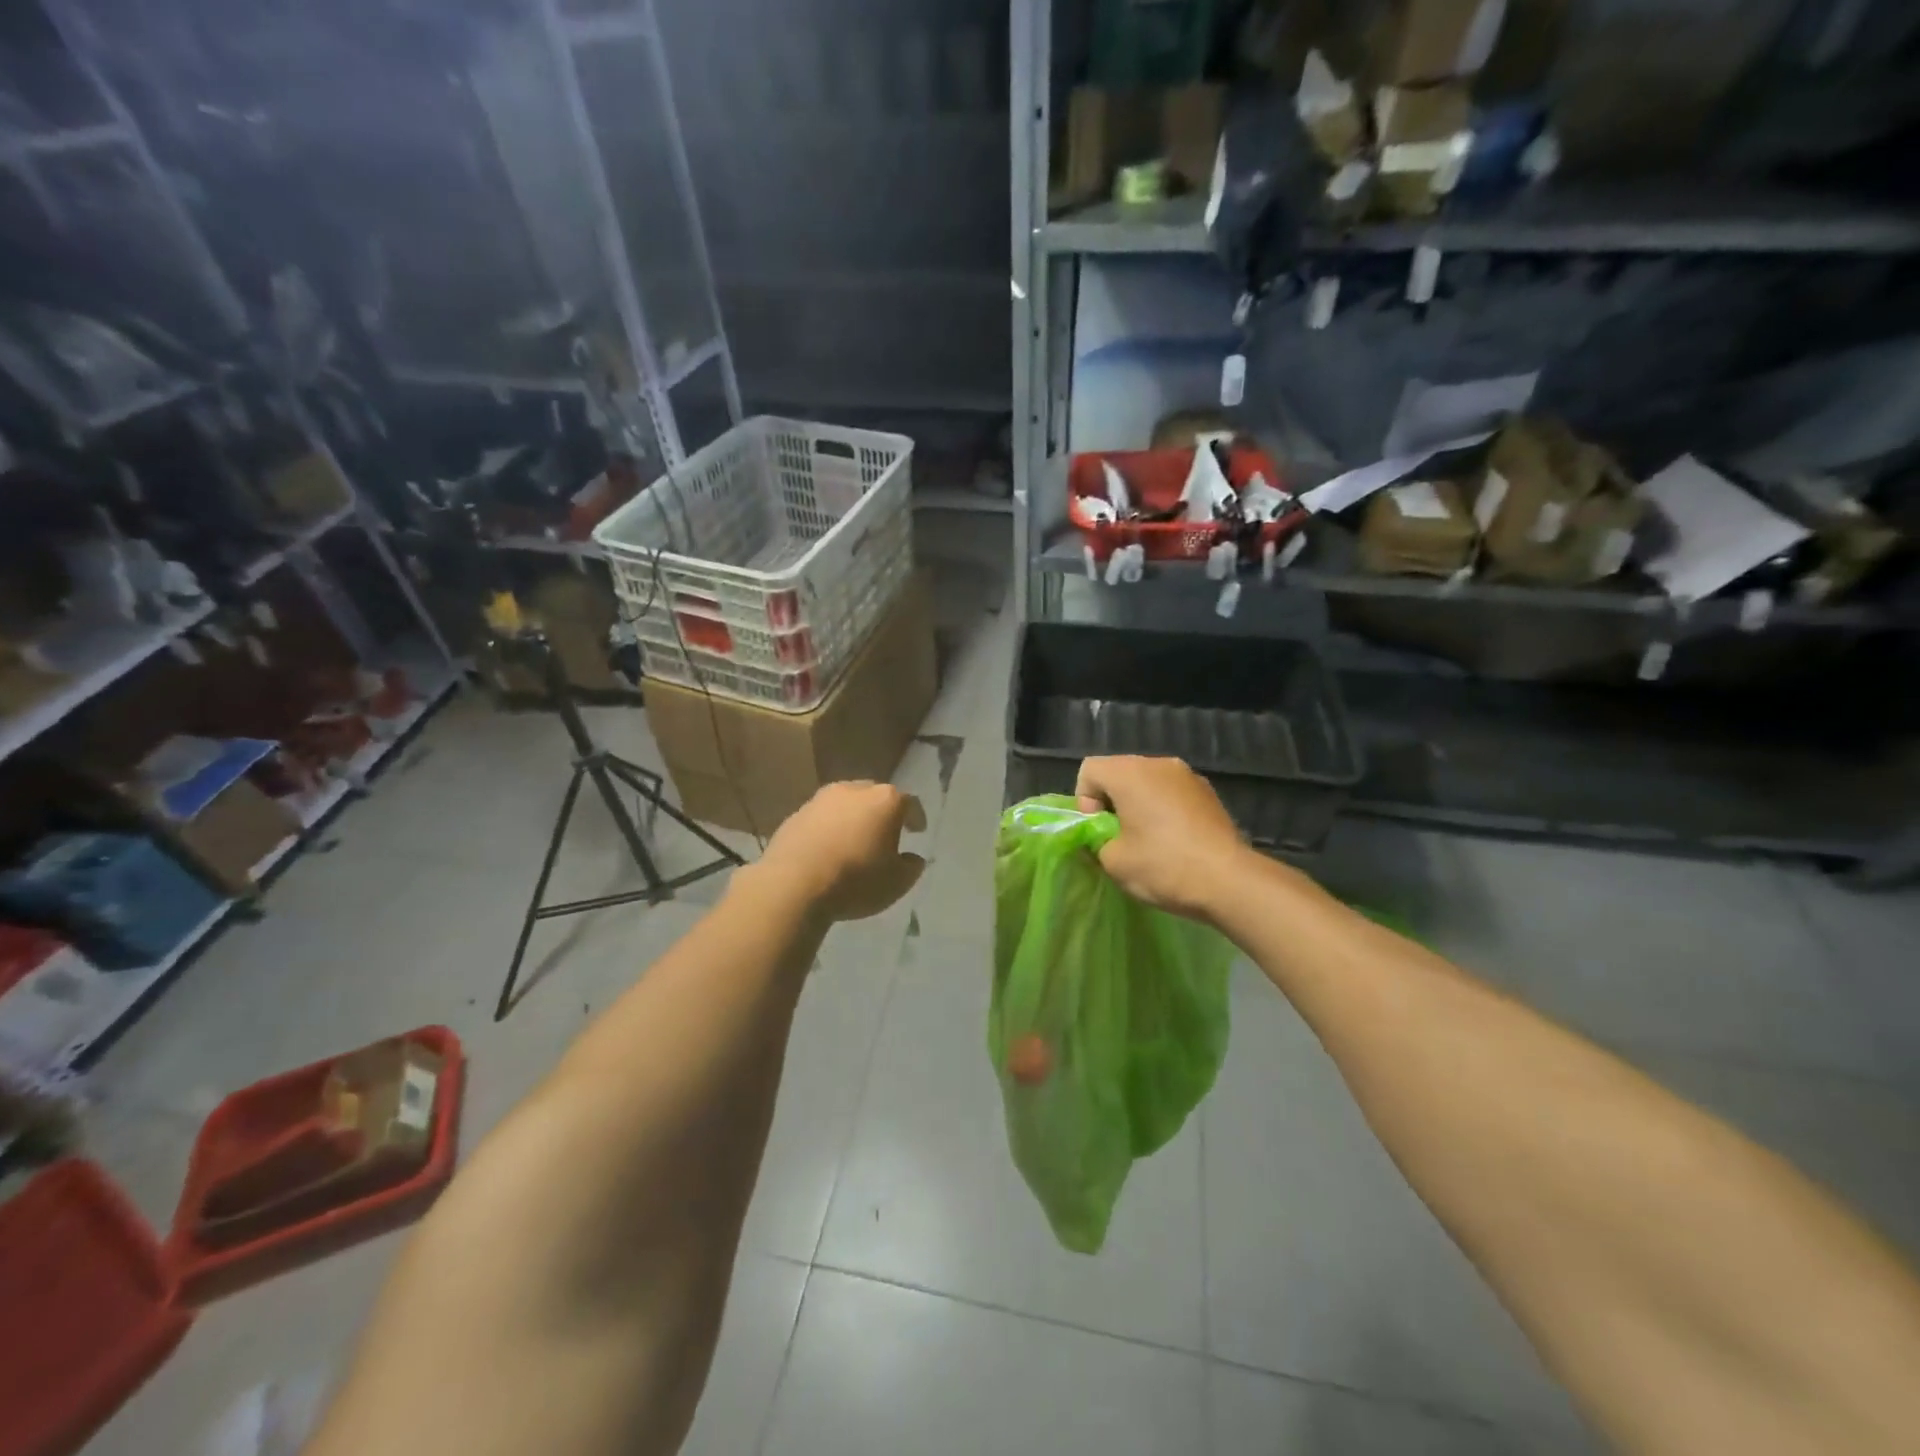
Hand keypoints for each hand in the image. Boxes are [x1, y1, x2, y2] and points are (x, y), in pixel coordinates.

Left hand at [759, 781, 926, 921]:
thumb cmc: (856, 880)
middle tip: (885, 835)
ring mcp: (821, 799)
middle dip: (882, 813)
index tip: (918, 830)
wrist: (793, 885)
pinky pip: (821, 819)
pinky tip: (827, 850)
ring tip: (854, 843)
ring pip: (845, 805)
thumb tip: (911, 858)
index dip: (916, 817)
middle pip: (875, 797)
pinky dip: (829, 829)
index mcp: (885, 800)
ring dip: (853, 819)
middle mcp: (854, 790)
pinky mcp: (795, 814)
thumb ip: (910, 867)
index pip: (910, 803)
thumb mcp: (897, 882)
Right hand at [1075, 756, 1245, 922]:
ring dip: (1139, 804)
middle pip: (1119, 772)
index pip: (1089, 770)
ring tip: (1148, 840)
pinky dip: (1164, 809)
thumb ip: (1097, 841)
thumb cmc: (1163, 866)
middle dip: (1112, 801)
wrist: (1230, 881)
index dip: (1084, 800)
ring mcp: (1188, 775)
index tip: (1100, 830)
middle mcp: (1158, 763)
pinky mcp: (1209, 791)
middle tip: (1119, 837)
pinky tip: (1174, 840)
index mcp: (1130, 773)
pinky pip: (1172, 792)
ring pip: (1148, 782)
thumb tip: (1103, 837)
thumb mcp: (1112, 862)